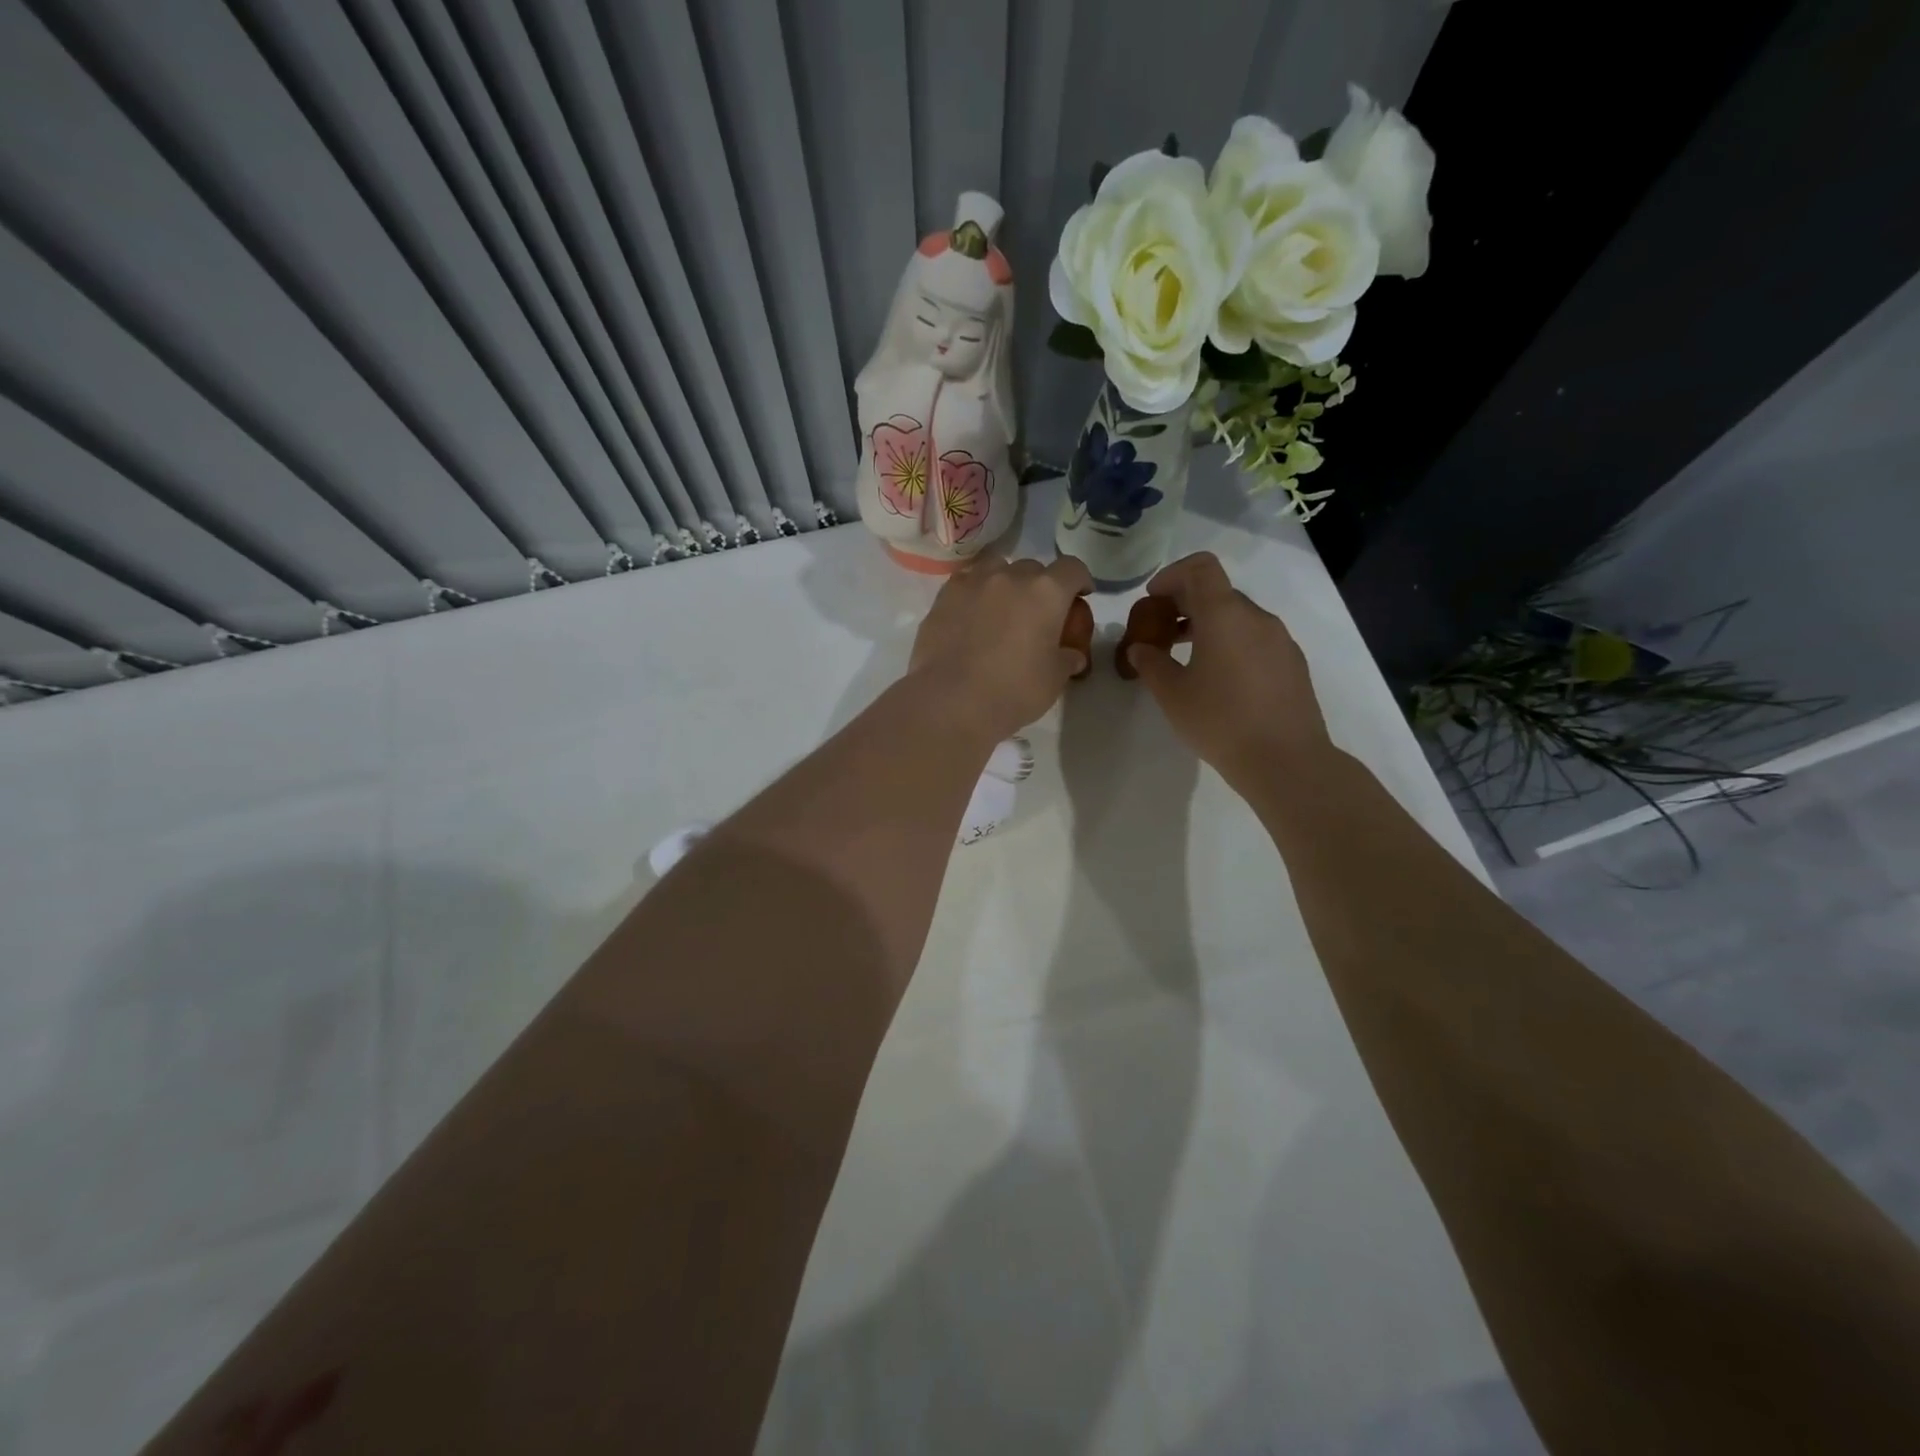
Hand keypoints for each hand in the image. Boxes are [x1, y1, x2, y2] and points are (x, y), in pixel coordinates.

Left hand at [909, 555, 1093, 742]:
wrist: (950, 701)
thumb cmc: (1012, 692)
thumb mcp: (1053, 681)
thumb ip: (1067, 660)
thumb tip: (1072, 656)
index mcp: (1046, 592)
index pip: (1072, 569)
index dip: (1080, 580)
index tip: (1081, 595)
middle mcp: (1011, 576)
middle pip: (1034, 568)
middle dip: (1041, 586)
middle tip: (1037, 613)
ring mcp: (973, 582)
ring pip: (997, 568)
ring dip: (1006, 583)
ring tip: (1002, 609)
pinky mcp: (944, 596)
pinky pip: (967, 583)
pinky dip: (976, 593)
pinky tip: (972, 616)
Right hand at [1124, 552, 1332, 792]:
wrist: (1285, 760)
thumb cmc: (1220, 721)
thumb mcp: (1172, 694)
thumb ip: (1151, 663)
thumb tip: (1140, 648)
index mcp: (1225, 615)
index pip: (1201, 568)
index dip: (1172, 574)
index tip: (1153, 599)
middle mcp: (1257, 617)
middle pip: (1218, 592)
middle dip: (1186, 604)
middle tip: (1161, 633)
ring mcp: (1280, 640)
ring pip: (1238, 617)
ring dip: (1208, 626)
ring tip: (1185, 657)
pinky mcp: (1292, 663)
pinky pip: (1256, 639)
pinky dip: (1231, 643)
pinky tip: (1219, 679)